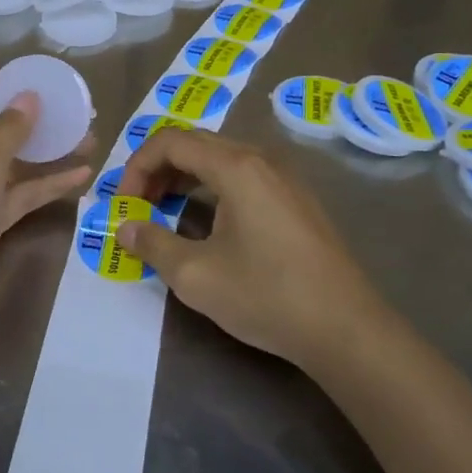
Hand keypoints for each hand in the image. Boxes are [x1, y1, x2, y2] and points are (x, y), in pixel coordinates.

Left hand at [0, 78, 92, 357]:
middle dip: (33, 121)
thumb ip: (7, 129)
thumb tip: (28, 97)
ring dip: (47, 152)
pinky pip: (17, 196)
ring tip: (91, 140)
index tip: (37, 88)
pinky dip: (45, 186)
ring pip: (11, 164)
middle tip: (76, 114)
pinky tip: (82, 177)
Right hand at [113, 128, 381, 372]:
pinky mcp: (297, 201)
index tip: (124, 204)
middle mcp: (261, 160)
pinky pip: (243, 177)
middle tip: (138, 207)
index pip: (171, 141)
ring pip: (220, 160)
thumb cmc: (267, 296)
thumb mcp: (195, 275)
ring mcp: (284, 179)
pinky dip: (211, 188)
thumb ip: (152, 244)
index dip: (137, 166)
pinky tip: (205, 224)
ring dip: (184, 178)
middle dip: (158, 170)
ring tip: (163, 213)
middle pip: (195, 144)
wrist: (348, 330)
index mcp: (236, 166)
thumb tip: (124, 227)